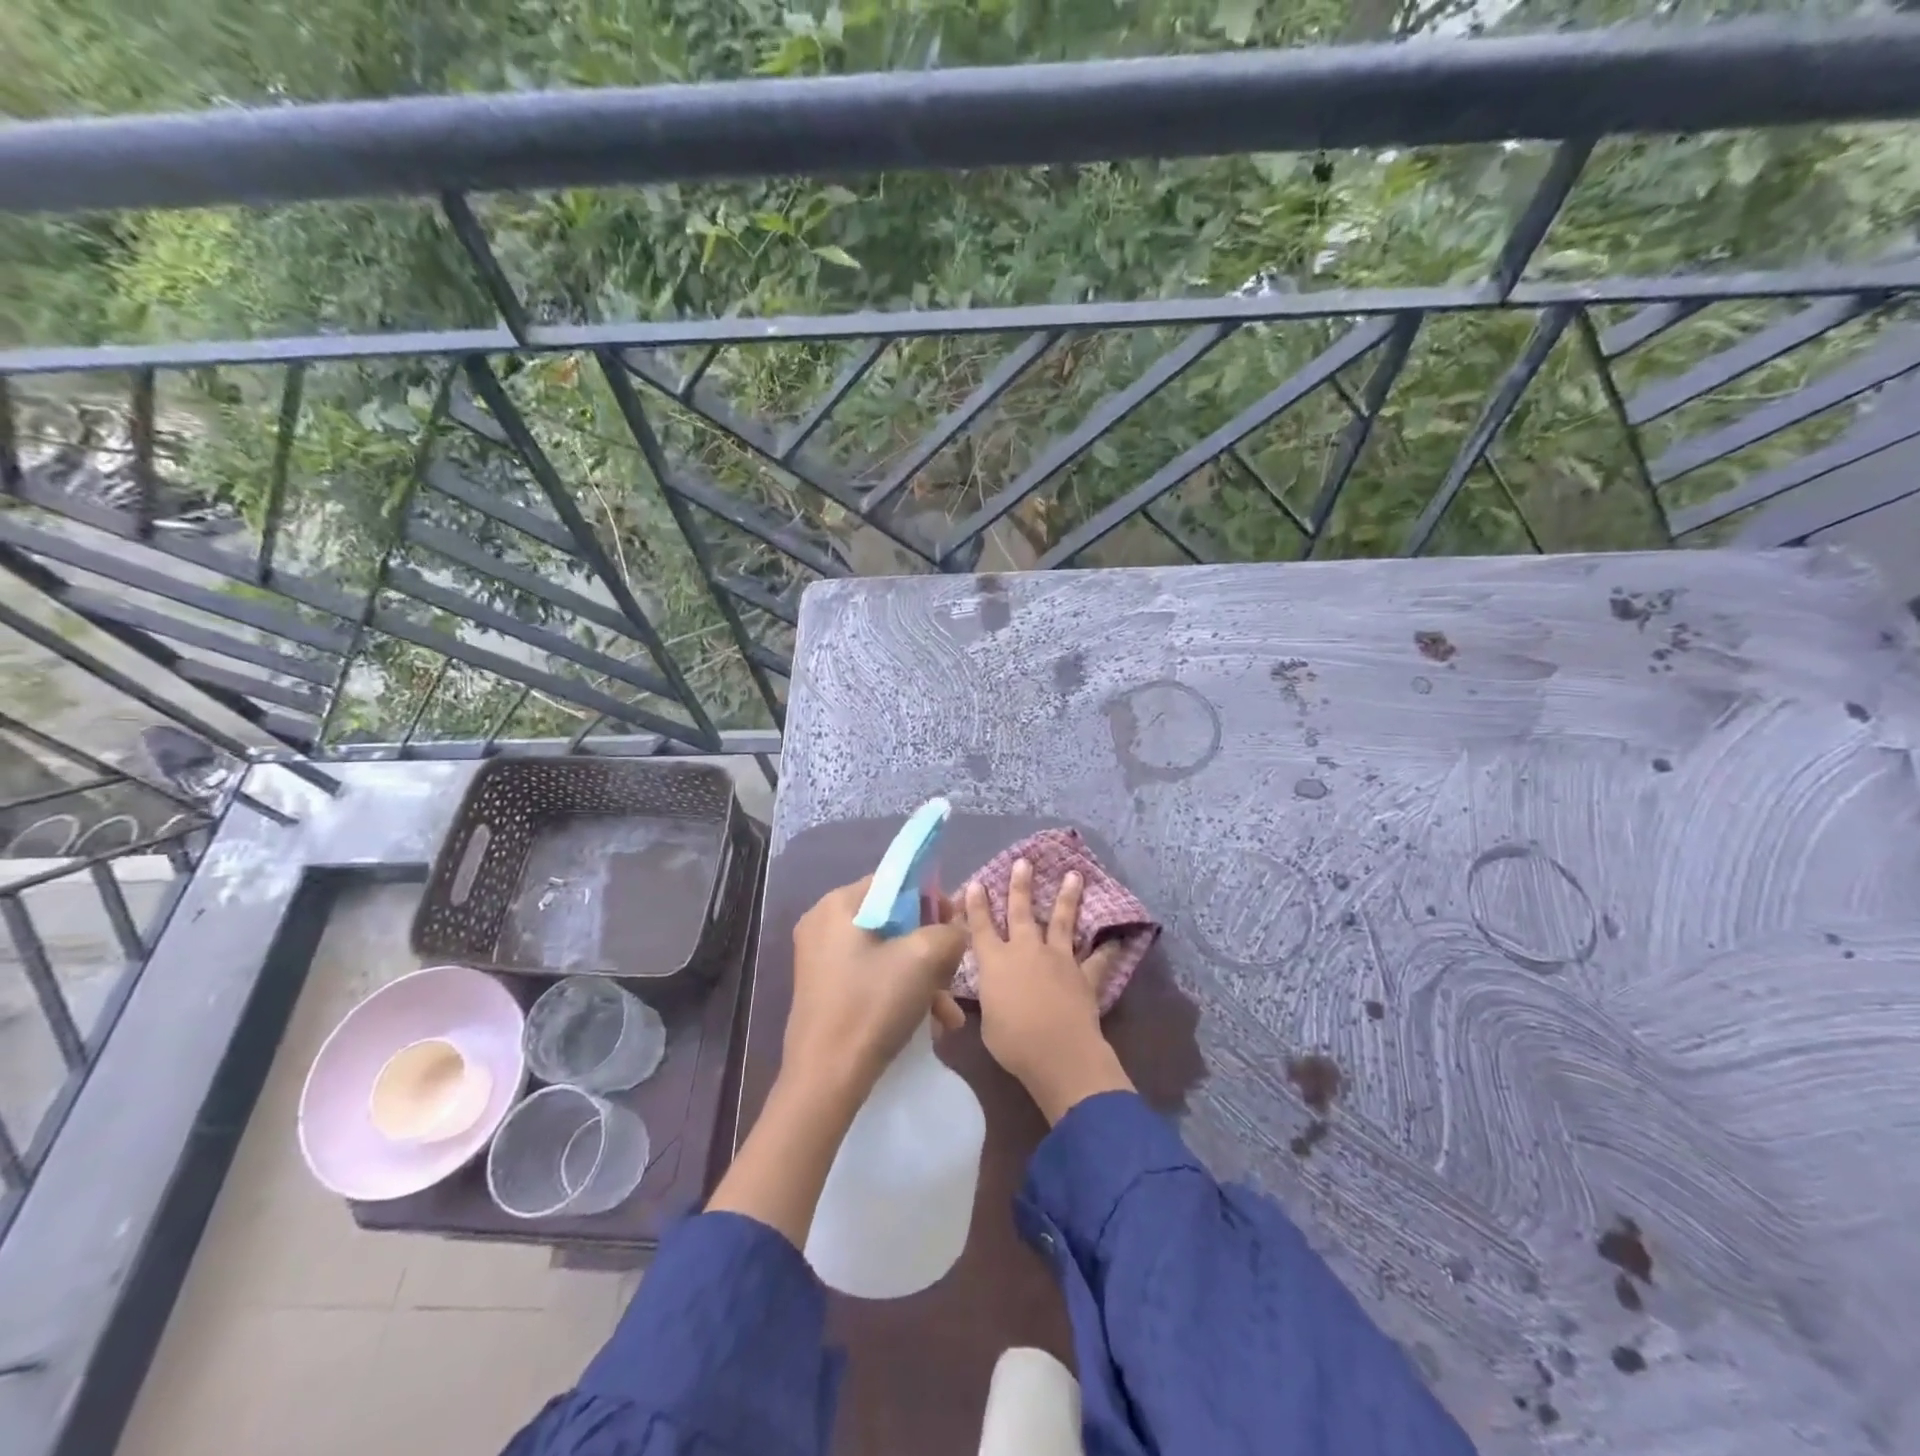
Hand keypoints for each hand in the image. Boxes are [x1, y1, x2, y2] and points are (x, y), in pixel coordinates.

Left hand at [784, 875, 966, 1107]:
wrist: (826, 1079)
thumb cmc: (872, 1005)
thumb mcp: (923, 958)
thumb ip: (949, 932)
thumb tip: (955, 930)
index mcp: (837, 905)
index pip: (894, 883)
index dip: (930, 899)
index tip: (954, 926)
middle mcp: (824, 925)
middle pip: (893, 920)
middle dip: (930, 948)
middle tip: (954, 971)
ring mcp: (821, 960)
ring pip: (887, 953)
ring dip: (923, 977)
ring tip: (949, 1012)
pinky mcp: (826, 990)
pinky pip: (873, 977)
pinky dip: (902, 992)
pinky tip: (932, 1024)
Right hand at [964, 859, 1134, 1123]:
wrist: (1058, 1052)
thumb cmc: (1012, 1042)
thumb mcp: (987, 1021)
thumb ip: (991, 999)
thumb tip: (994, 994)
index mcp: (995, 962)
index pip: (981, 927)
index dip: (976, 905)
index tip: (976, 883)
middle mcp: (1025, 951)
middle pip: (1021, 911)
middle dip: (1020, 885)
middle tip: (1023, 862)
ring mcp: (1058, 958)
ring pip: (1062, 921)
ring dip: (1067, 897)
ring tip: (1074, 875)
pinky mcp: (1083, 974)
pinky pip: (1097, 959)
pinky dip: (1107, 949)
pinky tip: (1117, 938)